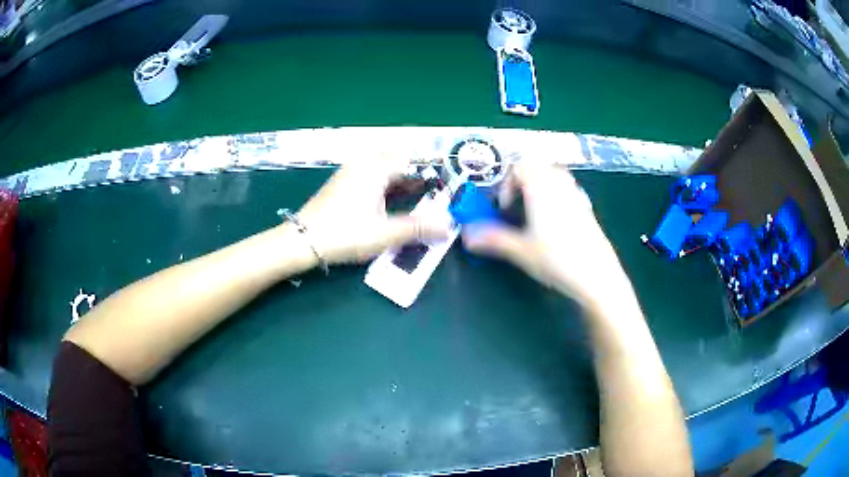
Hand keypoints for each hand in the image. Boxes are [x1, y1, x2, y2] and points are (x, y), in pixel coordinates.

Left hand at [294, 156, 450, 264]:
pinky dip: (386, 182)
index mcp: (376, 169)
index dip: (431, 168)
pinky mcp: (343, 183)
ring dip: (401, 177)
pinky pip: (371, 174)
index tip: (446, 179)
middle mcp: (363, 164)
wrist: (302, 241)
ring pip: (383, 166)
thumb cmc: (345, 234)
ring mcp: (351, 172)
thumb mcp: (384, 234)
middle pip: (397, 159)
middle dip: (416, 171)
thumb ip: (417, 229)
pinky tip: (392, 199)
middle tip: (433, 188)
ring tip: (418, 194)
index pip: (411, 159)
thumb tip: (447, 226)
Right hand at [461, 162, 634, 310]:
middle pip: (538, 165)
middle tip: (515, 204)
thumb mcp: (521, 251)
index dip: (506, 183)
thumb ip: (493, 239)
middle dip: (522, 180)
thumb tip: (467, 235)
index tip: (504, 207)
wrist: (597, 276)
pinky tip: (553, 222)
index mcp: (541, 188)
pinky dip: (555, 195)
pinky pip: (567, 188)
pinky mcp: (587, 208)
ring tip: (531, 211)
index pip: (520, 166)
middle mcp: (560, 185)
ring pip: (554, 175)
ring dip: (539, 185)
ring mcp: (576, 195)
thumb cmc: (558, 260)